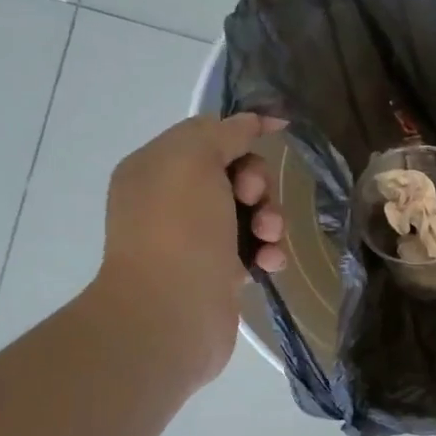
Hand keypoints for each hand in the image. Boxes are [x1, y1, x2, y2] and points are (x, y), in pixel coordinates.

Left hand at [87, 113, 287, 384]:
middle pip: (233, 174)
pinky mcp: (216, 274)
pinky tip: (270, 263)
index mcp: (155, 168)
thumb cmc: (179, 230)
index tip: (280, 131)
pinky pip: (252, 249)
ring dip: (269, 219)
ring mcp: (193, 240)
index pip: (206, 136)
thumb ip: (224, 133)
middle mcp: (169, 201)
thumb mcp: (195, 160)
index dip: (242, 133)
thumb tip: (251, 120)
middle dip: (258, 183)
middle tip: (255, 200)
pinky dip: (267, 251)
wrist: (170, 315)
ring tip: (268, 238)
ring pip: (249, 213)